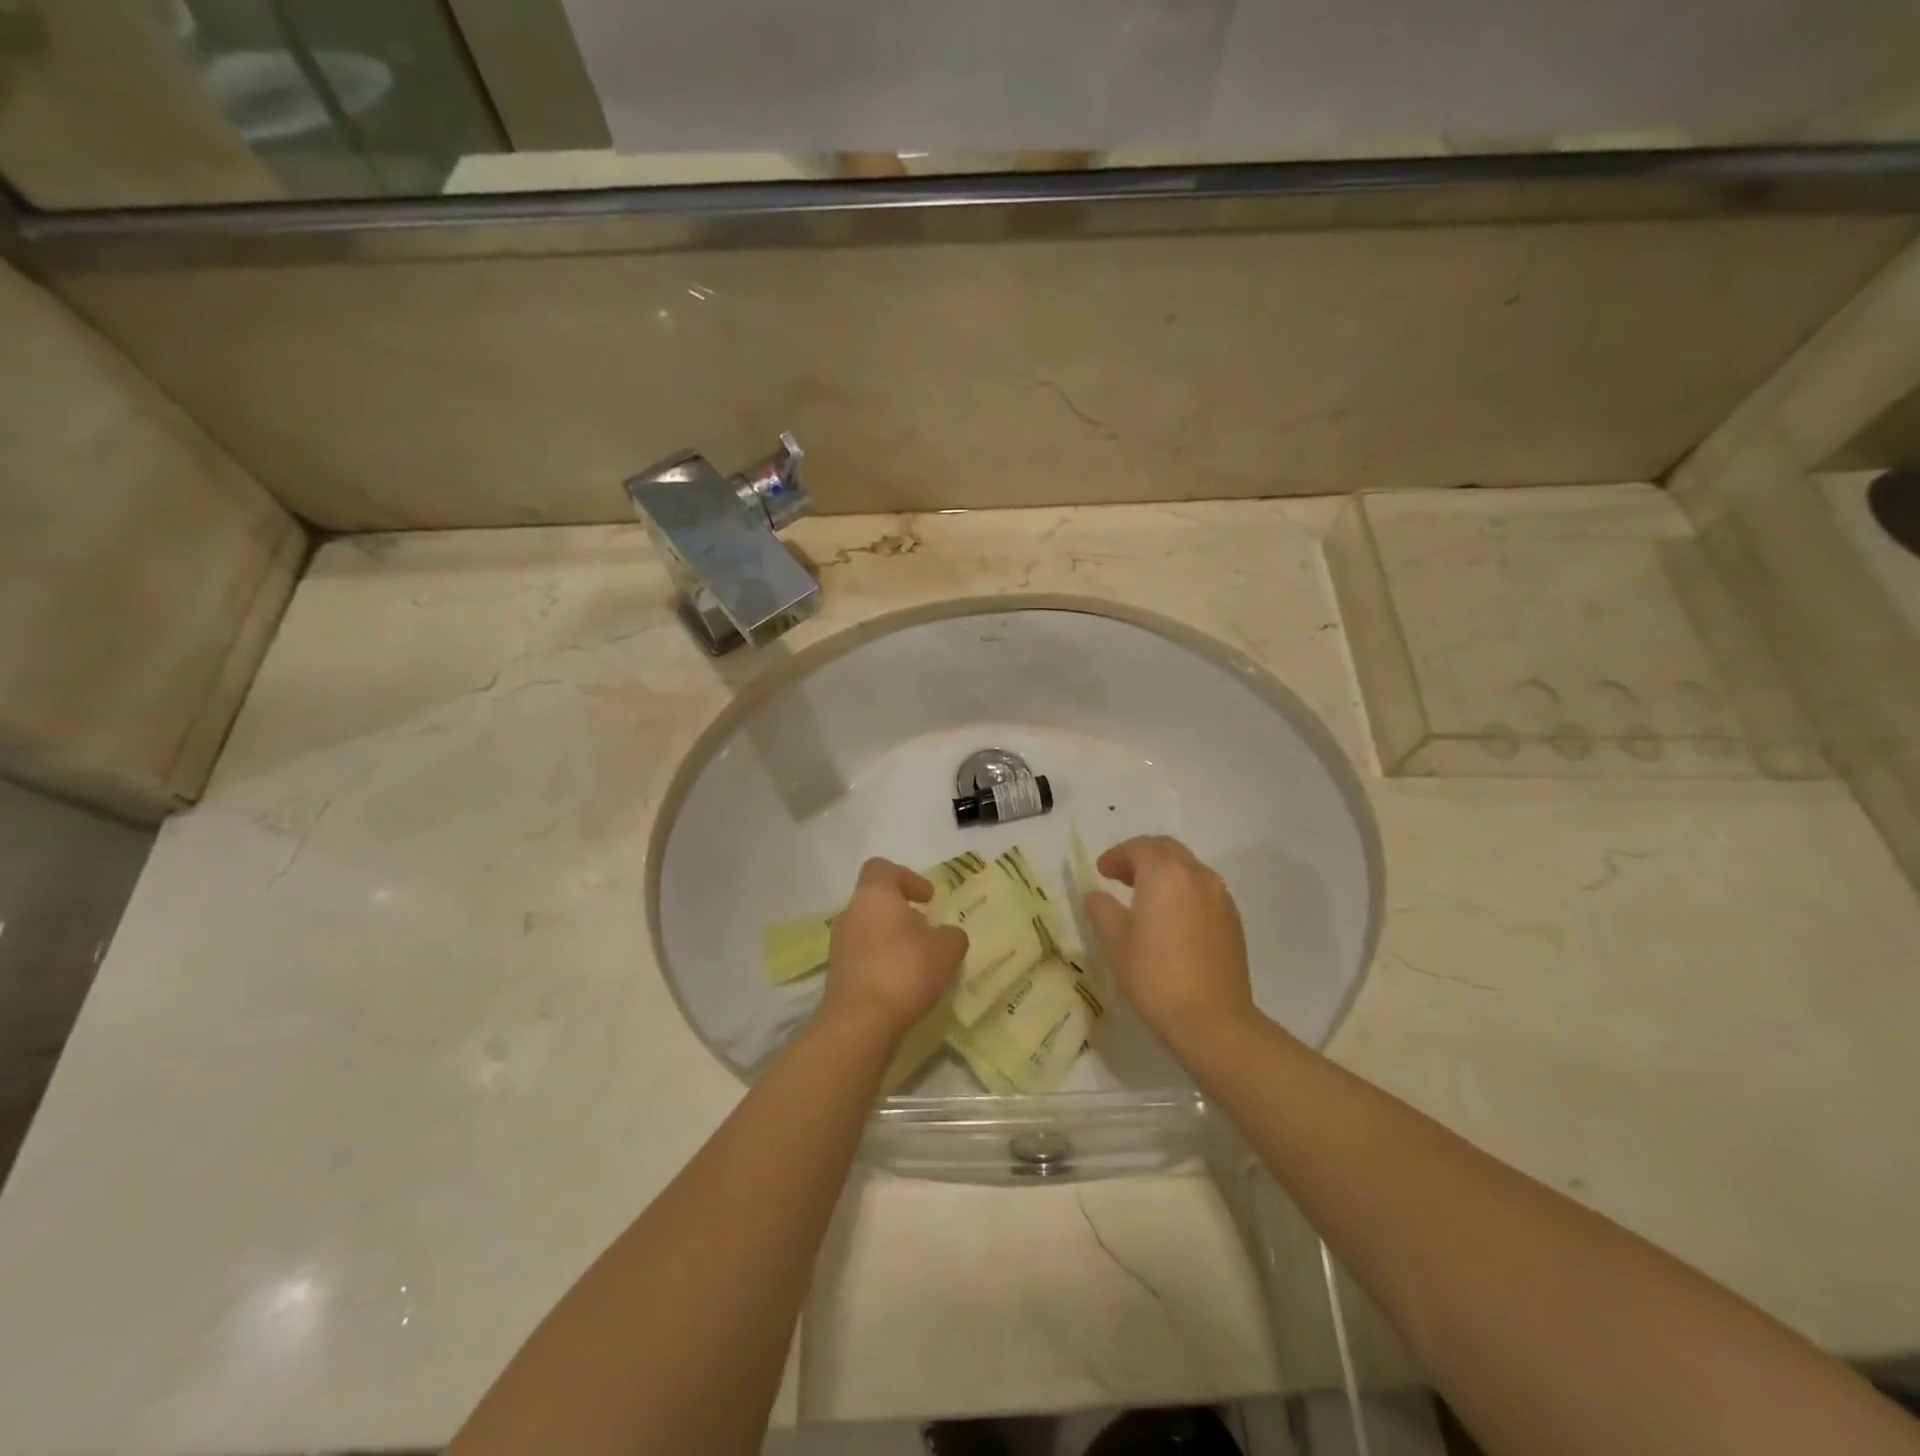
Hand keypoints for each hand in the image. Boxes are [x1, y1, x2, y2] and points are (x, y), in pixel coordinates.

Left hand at [819, 858, 968, 1041]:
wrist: (861, 1021)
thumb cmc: (905, 970)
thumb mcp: (947, 949)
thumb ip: (952, 934)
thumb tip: (946, 935)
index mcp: (874, 895)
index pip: (882, 868)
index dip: (907, 878)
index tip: (928, 898)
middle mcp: (850, 913)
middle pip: (875, 901)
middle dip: (901, 913)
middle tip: (926, 932)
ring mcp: (839, 945)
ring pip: (868, 930)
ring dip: (891, 939)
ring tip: (917, 962)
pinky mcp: (836, 974)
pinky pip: (862, 957)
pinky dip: (881, 963)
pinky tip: (901, 984)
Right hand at [1084, 835, 1257, 1048]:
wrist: (1213, 1020)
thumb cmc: (1155, 976)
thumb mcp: (1115, 941)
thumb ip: (1102, 910)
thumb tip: (1097, 896)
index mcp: (1164, 873)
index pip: (1138, 848)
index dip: (1116, 856)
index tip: (1101, 871)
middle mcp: (1196, 875)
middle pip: (1167, 850)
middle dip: (1141, 857)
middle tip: (1120, 876)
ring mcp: (1220, 896)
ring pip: (1188, 868)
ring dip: (1164, 872)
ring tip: (1145, 896)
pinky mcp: (1233, 919)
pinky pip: (1203, 889)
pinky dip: (1183, 890)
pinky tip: (1172, 917)